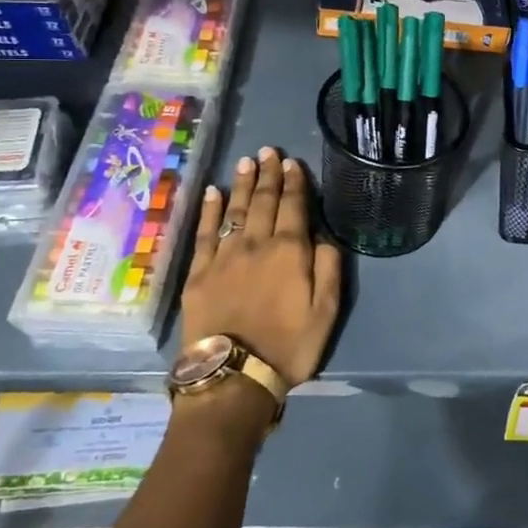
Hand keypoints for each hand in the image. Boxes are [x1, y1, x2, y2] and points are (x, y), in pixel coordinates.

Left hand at [180, 148, 342, 387]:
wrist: (234, 376)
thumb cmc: (289, 346)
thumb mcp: (327, 311)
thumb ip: (328, 267)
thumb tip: (322, 234)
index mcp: (290, 251)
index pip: (294, 206)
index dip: (294, 182)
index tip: (292, 163)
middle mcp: (256, 243)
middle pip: (263, 201)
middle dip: (268, 174)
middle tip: (268, 151)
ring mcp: (224, 256)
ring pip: (234, 210)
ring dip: (241, 183)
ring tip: (246, 161)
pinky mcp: (199, 272)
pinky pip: (205, 232)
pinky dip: (209, 210)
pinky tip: (213, 192)